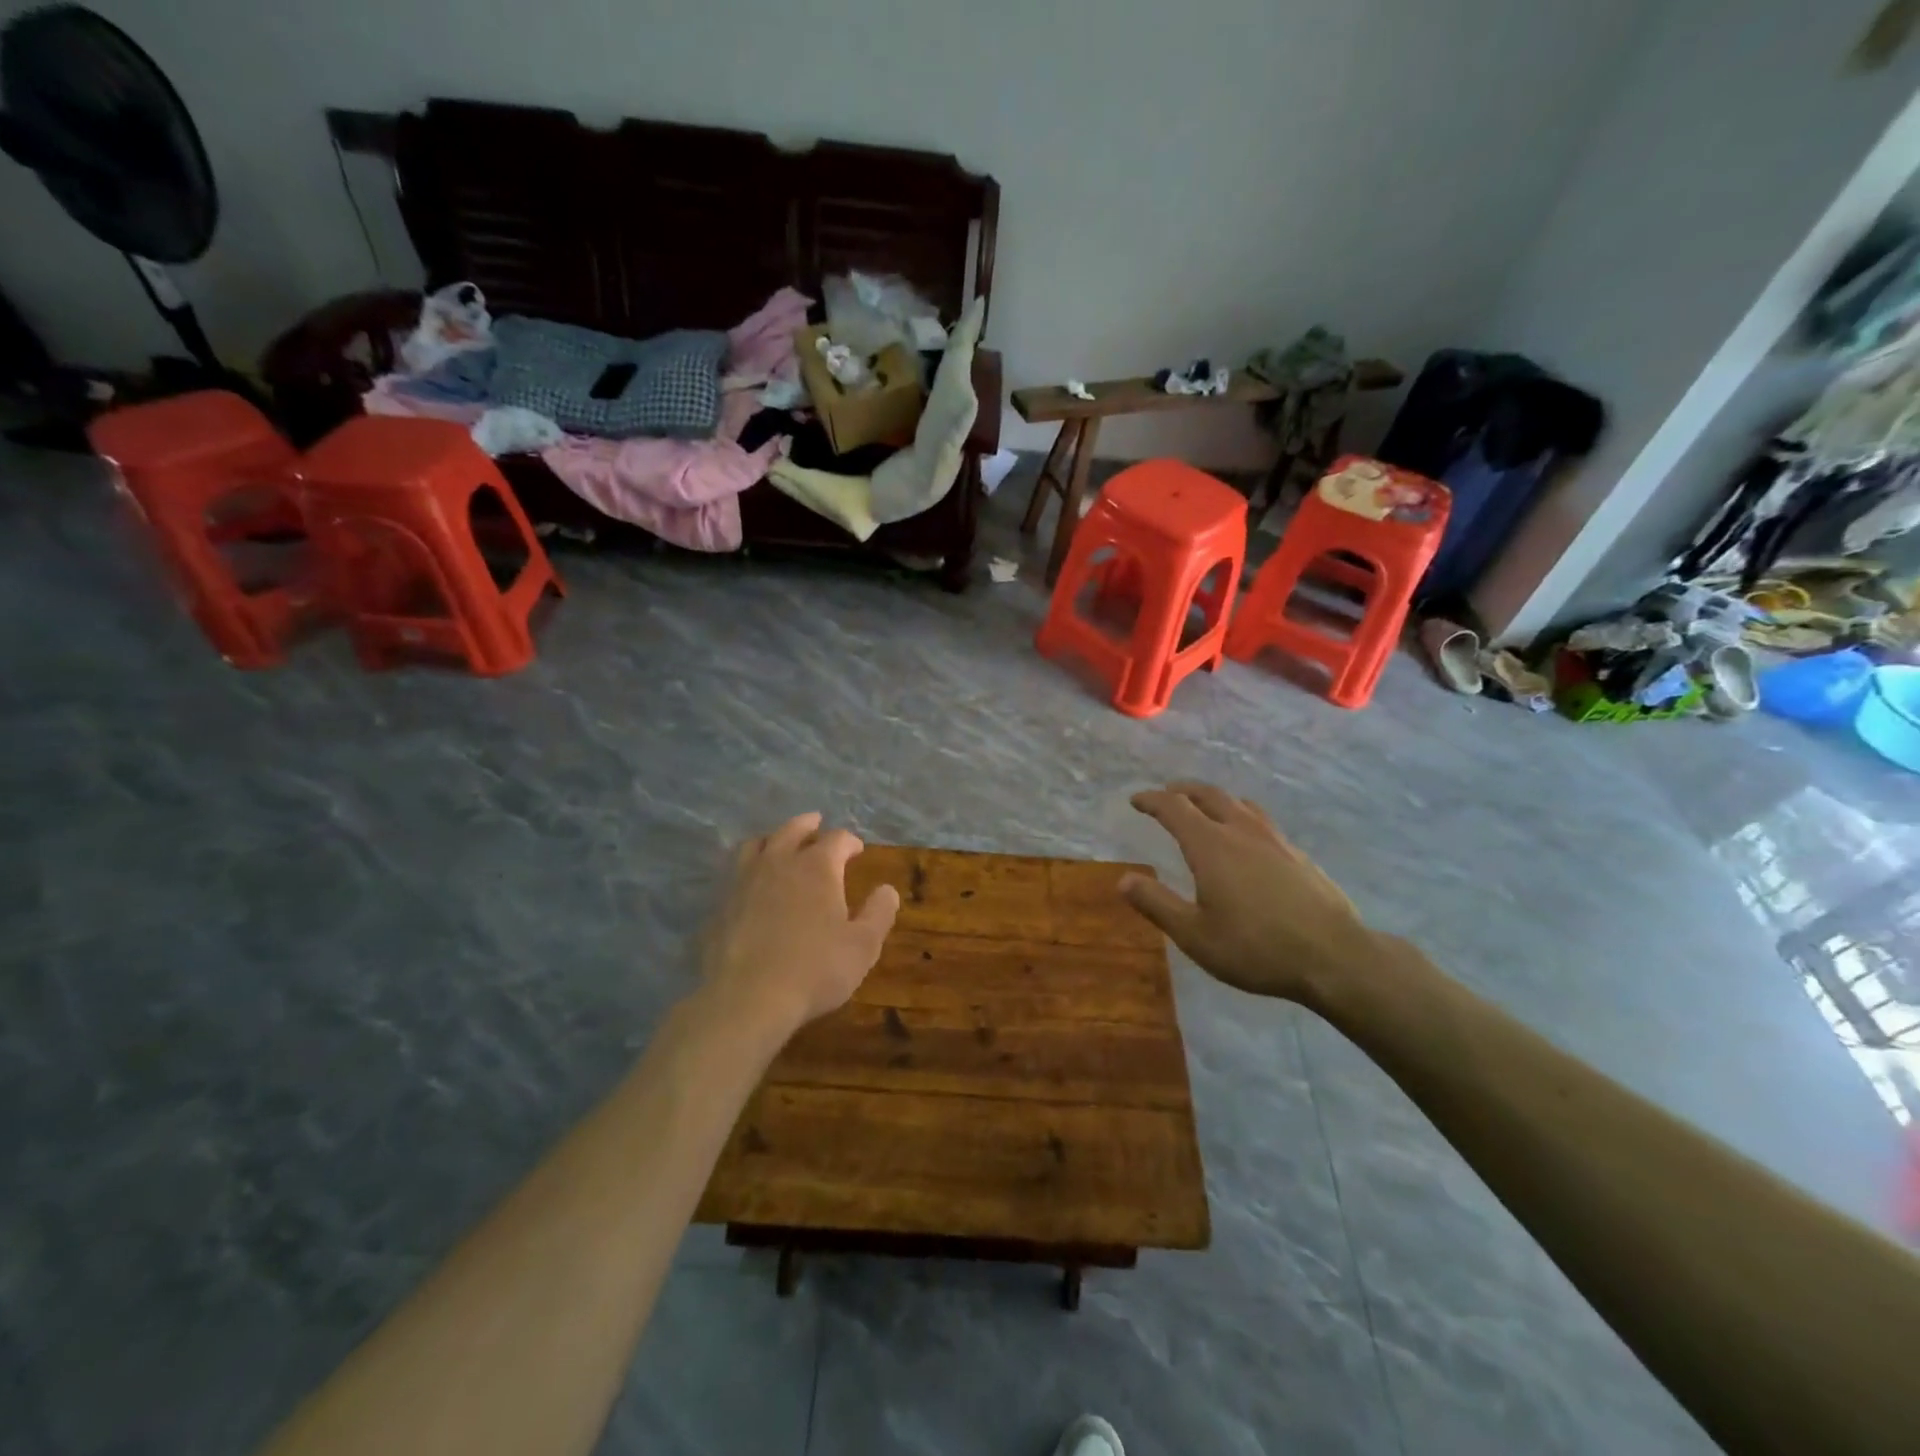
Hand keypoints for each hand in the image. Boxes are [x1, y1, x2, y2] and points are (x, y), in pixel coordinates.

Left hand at [701, 813, 900, 1035]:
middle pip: (793, 829)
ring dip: (773, 839)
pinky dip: (747, 868)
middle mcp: (779, 862)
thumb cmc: (814, 970)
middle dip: (808, 825)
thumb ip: (879, 913)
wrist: (746, 998)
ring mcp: (743, 880)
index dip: (850, 842)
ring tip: (779, 843)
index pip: (837, 839)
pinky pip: (734, 872)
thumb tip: (888, 889)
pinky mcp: (720, 903)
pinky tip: (750, 882)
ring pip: (757, 844)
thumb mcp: (863, 946)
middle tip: (816, 823)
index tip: (856, 850)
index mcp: (817, 867)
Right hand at [1119, 782, 1380, 1005]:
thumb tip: (1123, 879)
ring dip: (1215, 800)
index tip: (1136, 800)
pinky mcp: (1298, 855)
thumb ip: (1156, 903)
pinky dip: (1241, 817)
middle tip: (1168, 794)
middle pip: (1209, 795)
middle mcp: (1241, 831)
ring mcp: (1275, 840)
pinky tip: (1246, 840)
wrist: (1334, 957)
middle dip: (1183, 790)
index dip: (1152, 800)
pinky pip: (1261, 821)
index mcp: (1211, 845)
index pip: (1174, 808)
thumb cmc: (1255, 948)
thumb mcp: (1194, 935)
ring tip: (1206, 808)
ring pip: (1239, 804)